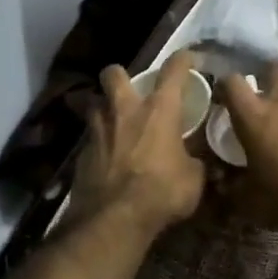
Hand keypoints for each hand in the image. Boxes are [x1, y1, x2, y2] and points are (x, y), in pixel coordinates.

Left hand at [70, 52, 205, 236]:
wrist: (114, 220)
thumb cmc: (162, 192)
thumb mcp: (193, 178)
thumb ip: (194, 161)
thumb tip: (195, 160)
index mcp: (160, 109)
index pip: (173, 70)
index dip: (182, 59)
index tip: (188, 58)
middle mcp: (126, 111)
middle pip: (114, 74)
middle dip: (120, 75)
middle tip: (130, 90)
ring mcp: (98, 130)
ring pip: (93, 103)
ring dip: (103, 107)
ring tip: (114, 122)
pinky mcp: (81, 154)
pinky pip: (89, 138)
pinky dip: (98, 143)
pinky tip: (106, 157)